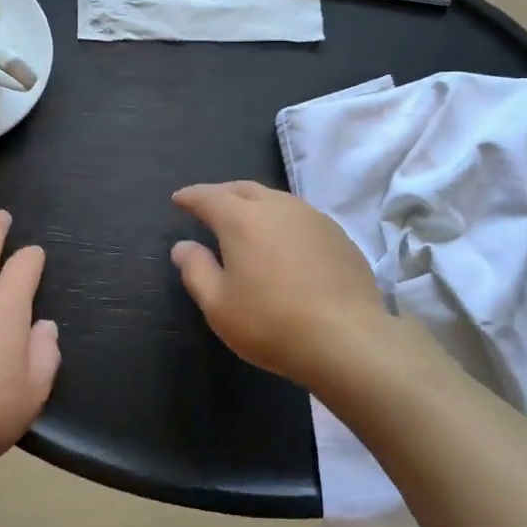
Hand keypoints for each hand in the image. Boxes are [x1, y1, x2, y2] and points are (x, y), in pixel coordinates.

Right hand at [170, 181, 405, 392]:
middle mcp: (277, 206)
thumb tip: (183, 246)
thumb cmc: (271, 322)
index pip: (208, 196)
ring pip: (275, 199)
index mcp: (242, 218)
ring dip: (255, 204)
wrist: (347, 337)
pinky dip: (282, 221)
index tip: (179, 199)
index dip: (190, 196)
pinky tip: (283, 242)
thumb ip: (196, 270)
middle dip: (222, 194)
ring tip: (246, 221)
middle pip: (243, 189)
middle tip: (209, 206)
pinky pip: (300, 216)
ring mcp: (312, 216)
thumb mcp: (219, 305)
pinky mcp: (337, 233)